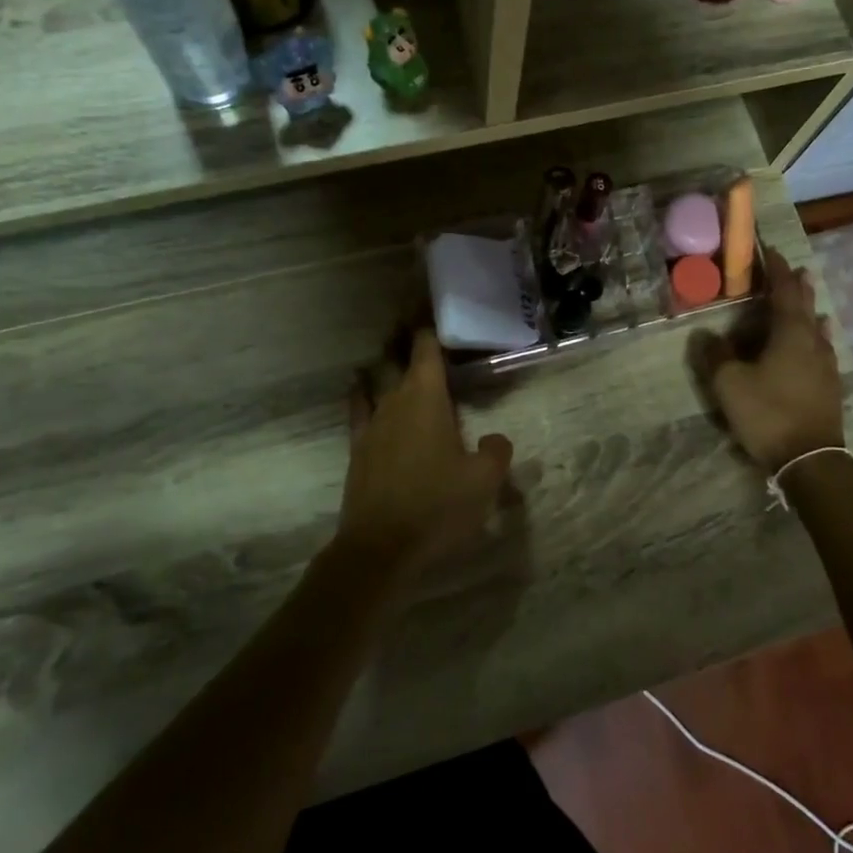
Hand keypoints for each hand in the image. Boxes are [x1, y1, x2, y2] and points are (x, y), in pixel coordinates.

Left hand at [337, 329, 513, 578]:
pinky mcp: (357, 450)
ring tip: (390, 352)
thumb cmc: (437, 507)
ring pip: (373, 380)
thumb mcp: (484, 481)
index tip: (430, 303)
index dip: (429, 324)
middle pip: (395, 358)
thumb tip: (494, 439)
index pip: (426, 348)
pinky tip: (363, 392)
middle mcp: (394, 401)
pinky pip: (358, 409)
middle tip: (413, 321)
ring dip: (383, 364)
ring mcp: (370, 425)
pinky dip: (362, 393)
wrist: (380, 548)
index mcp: (426, 398)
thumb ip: (496, 452)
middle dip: (404, 338)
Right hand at [693, 248, 845, 471]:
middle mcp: (813, 341)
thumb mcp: (729, 384)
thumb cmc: (768, 414)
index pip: (783, 291)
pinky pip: (822, 347)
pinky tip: (820, 339)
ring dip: (809, 307)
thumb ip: (715, 355)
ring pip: (817, 326)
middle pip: (805, 305)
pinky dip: (816, 334)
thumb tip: (704, 334)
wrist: (810, 459)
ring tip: (807, 295)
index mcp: (790, 333)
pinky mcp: (829, 385)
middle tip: (791, 267)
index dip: (775, 269)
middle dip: (796, 285)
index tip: (769, 250)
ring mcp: (825, 364)